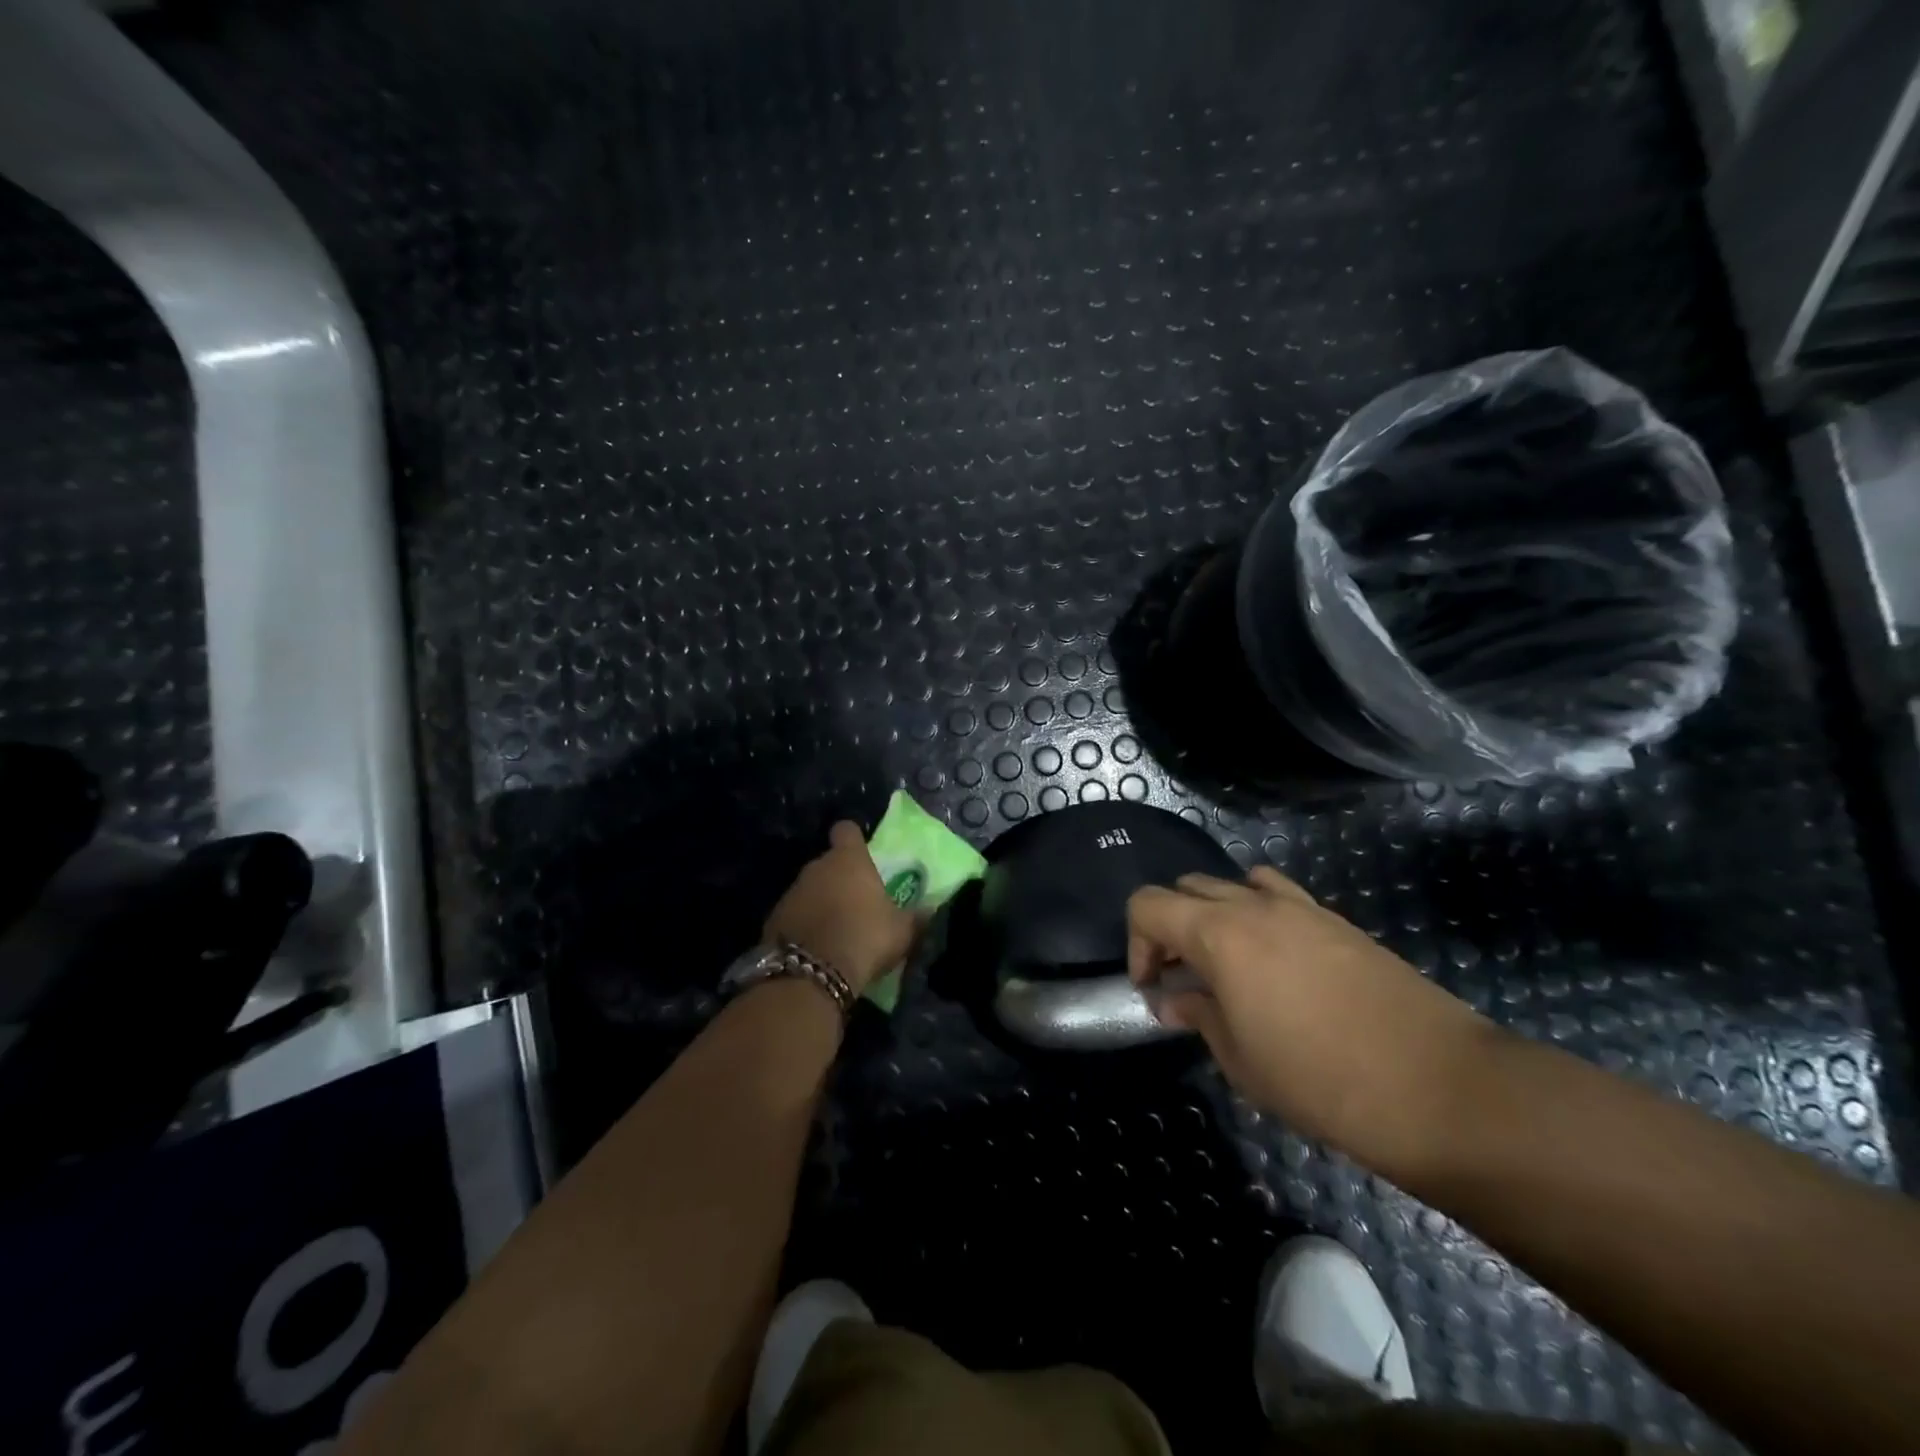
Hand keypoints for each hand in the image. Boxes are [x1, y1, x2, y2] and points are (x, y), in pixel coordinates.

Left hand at [763, 821, 916, 992]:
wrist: (812, 973)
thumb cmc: (865, 937)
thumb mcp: (902, 931)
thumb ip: (916, 917)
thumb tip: (930, 909)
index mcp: (849, 860)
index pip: (846, 830)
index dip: (853, 839)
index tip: (861, 853)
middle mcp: (816, 868)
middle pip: (828, 863)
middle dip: (839, 877)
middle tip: (856, 901)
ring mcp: (791, 892)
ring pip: (809, 889)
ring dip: (820, 902)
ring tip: (836, 929)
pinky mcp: (773, 919)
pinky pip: (794, 914)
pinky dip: (803, 924)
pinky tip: (815, 947)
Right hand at [1127, 866, 1496, 1174]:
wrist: (1441, 1087)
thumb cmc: (1322, 1080)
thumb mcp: (1241, 1060)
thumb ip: (1199, 1016)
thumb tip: (1175, 1000)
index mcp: (1219, 932)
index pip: (1148, 904)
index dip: (1137, 943)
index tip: (1152, 988)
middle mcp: (1254, 904)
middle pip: (1187, 887)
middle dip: (1170, 927)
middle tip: (1182, 977)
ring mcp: (1301, 907)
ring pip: (1233, 884)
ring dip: (1213, 915)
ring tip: (1226, 963)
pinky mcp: (1337, 921)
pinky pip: (1278, 896)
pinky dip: (1257, 914)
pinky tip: (1275, 961)